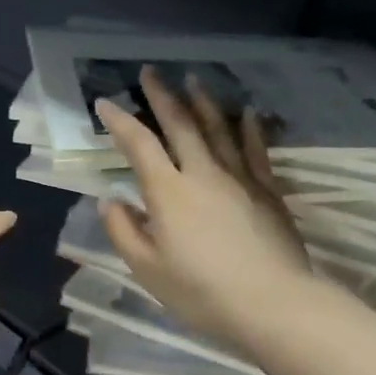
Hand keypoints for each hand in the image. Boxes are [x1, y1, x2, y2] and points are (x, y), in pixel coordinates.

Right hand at [97, 68, 314, 346]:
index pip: (139, 146)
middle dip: (162, 97)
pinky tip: (247, 113)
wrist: (269, 302)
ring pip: (219, 129)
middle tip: (151, 72)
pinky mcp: (268, 190)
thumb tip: (110, 200)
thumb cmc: (200, 292)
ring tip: (193, 81)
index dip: (120, 122)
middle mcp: (202, 173)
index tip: (105, 103)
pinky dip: (249, 128)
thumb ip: (124, 231)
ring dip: (203, 103)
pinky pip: (256, 150)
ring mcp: (239, 178)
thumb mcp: (147, 269)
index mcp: (168, 192)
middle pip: (180, 125)